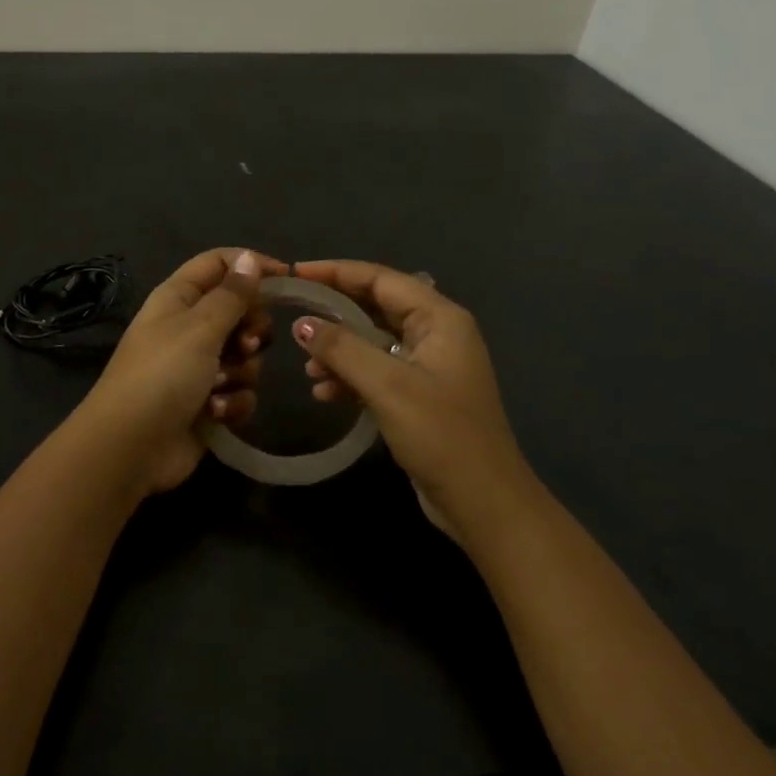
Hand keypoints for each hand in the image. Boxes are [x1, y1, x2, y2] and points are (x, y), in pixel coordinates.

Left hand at [80, 248, 285, 494]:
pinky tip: (216, 413)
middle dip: (251, 330)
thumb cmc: (162, 375)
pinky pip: (240, 391)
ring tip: (220, 386)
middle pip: (240, 311)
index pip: (219, 263)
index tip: (288, 279)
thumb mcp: (200, 328)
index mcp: (178, 298)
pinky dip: (233, 401)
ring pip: (244, 356)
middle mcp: (188, 327)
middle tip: (245, 345)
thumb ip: (232, 295)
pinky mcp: (208, 402)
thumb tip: (248, 259)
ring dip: (240, 372)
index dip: (251, 265)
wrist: (131, 448)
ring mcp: (198, 367)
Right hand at [289, 260, 530, 535]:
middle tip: (292, 316)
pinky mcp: (419, 395)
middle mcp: (436, 333)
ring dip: (339, 351)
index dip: (335, 272)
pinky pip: (377, 371)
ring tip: (308, 369)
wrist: (484, 504)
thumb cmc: (441, 435)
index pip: (379, 278)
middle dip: (334, 313)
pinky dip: (350, 377)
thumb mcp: (388, 386)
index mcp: (439, 318)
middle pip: (375, 306)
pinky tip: (324, 393)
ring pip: (372, 341)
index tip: (295, 273)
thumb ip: (342, 348)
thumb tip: (302, 323)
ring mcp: (428, 365)